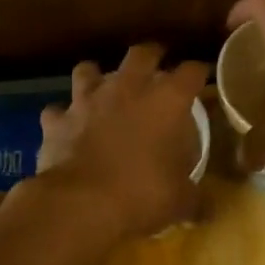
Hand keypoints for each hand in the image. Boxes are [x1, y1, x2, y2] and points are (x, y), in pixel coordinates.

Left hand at [36, 44, 208, 241]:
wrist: (80, 203)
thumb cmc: (141, 194)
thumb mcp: (180, 201)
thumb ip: (195, 198)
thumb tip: (208, 210)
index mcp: (166, 101)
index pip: (191, 72)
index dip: (199, 72)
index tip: (201, 78)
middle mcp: (127, 89)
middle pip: (141, 54)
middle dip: (151, 55)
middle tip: (156, 64)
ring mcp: (87, 100)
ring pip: (88, 70)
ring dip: (95, 77)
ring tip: (102, 89)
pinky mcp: (57, 120)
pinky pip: (57, 111)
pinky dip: (63, 117)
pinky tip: (67, 127)